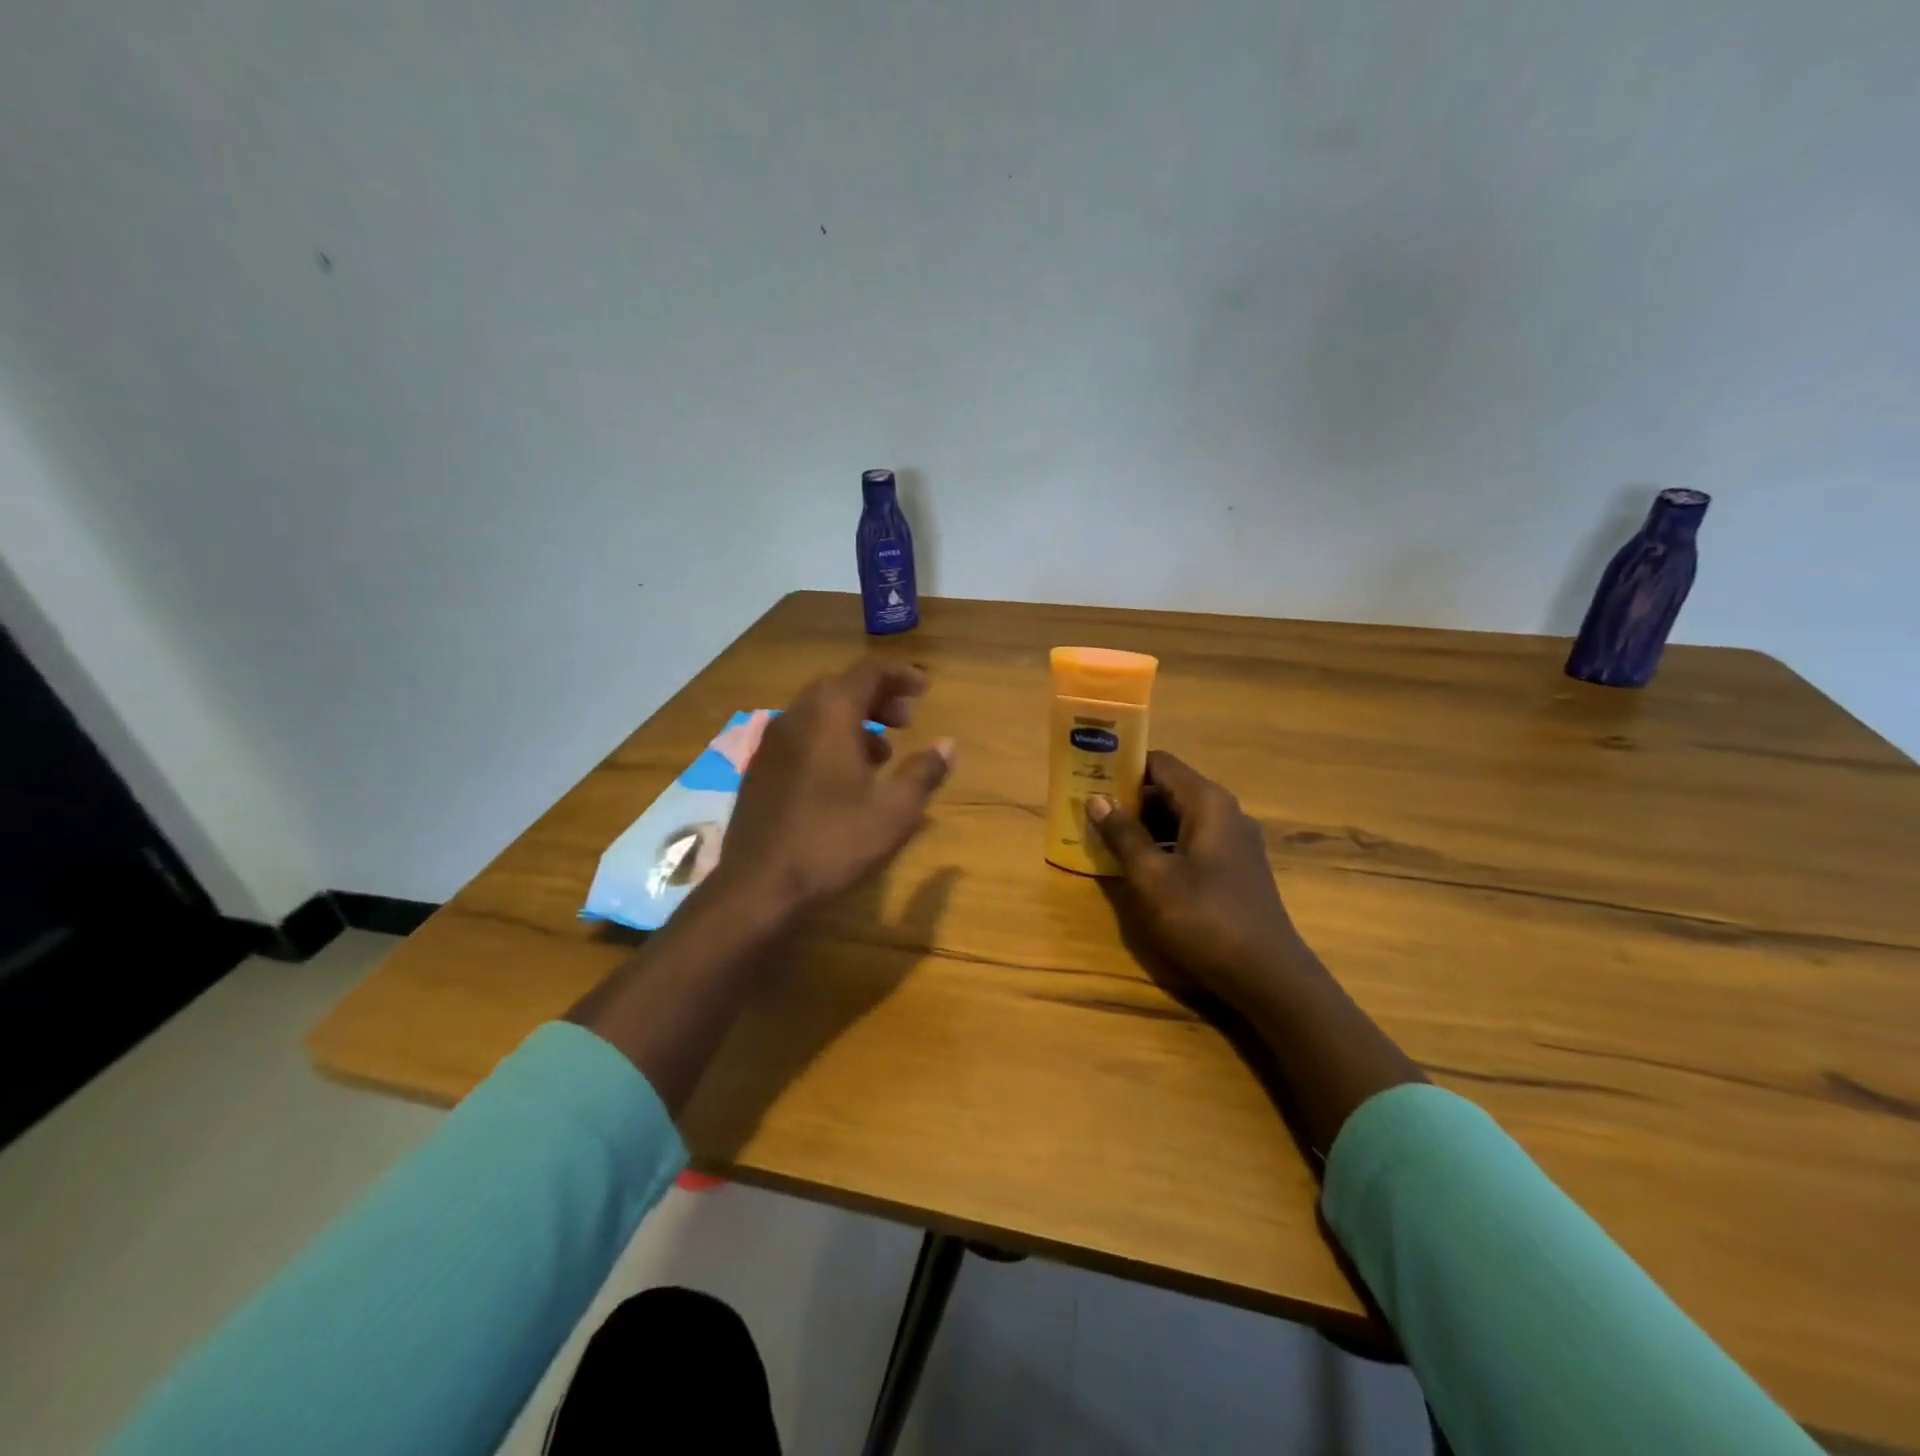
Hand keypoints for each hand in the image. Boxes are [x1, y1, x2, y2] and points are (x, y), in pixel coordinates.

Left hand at [713, 661, 955, 920]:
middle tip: (907, 720)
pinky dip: (829, 738)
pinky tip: (844, 777)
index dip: (901, 676)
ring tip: (883, 752)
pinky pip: (801, 735)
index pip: (868, 673)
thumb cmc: (833, 843)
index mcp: (829, 715)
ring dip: (854, 720)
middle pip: (841, 687)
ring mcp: (772, 742)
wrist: (758, 886)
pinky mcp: (760, 768)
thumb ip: (924, 772)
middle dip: (878, 697)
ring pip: (818, 712)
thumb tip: (948, 745)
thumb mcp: (894, 811)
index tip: (926, 689)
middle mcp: (796, 716)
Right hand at [1087, 750, 1314, 1011]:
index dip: (1122, 765)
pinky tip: (1136, 868)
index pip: (1159, 763)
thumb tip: (1097, 799)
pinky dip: (1161, 846)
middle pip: (1169, 789)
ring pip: (1178, 819)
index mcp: (1208, 803)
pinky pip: (1190, 843)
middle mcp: (1225, 813)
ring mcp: (1234, 843)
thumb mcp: (1152, 877)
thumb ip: (1124, 835)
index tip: (1088, 775)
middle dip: (1127, 798)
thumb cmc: (1205, 918)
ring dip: (1142, 826)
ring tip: (1102, 838)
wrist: (1268, 977)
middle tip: (1087, 810)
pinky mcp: (1234, 870)